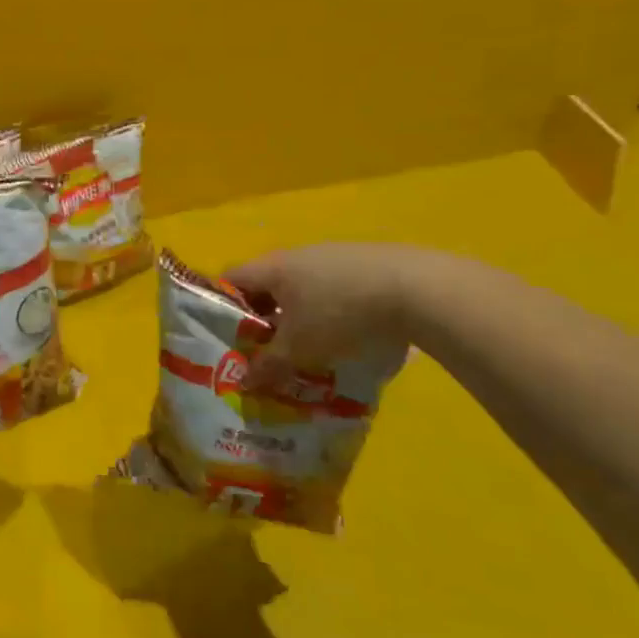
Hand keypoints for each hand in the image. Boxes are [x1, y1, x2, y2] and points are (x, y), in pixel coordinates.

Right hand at [223, 243, 429, 378]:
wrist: (416, 289)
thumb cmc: (340, 314)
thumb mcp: (299, 348)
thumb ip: (268, 365)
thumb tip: (242, 382)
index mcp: (272, 267)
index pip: (231, 280)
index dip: (221, 307)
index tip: (227, 337)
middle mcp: (296, 256)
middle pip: (266, 285)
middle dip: (262, 318)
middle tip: (265, 350)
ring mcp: (332, 256)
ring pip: (300, 288)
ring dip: (297, 316)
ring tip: (307, 348)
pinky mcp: (364, 264)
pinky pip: (332, 288)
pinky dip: (328, 311)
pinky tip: (346, 335)